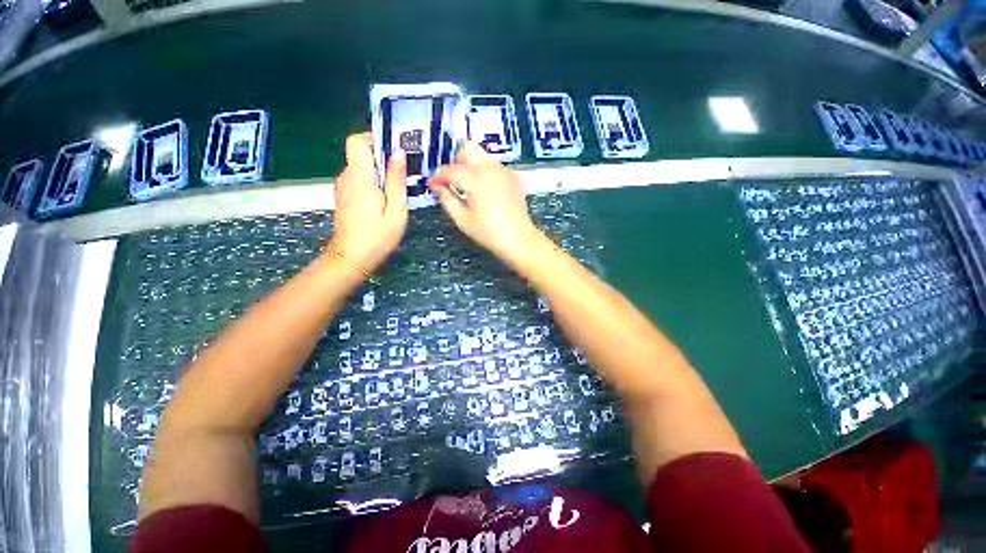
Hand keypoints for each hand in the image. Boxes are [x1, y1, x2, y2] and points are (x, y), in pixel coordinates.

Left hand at [330, 133, 407, 272]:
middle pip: (361, 154)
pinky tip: (386, 200)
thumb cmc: (377, 237)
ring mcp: (343, 187)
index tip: (395, 150)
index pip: (356, 141)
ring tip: (399, 189)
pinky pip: (359, 180)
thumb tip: (398, 153)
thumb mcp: (396, 210)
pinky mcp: (345, 196)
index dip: (375, 139)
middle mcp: (346, 177)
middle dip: (383, 159)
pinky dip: (374, 183)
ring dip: (380, 173)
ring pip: (361, 168)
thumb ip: (396, 181)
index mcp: (360, 178)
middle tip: (405, 174)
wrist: (352, 258)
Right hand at [429, 143, 541, 259]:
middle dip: (457, 163)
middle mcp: (491, 168)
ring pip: (483, 156)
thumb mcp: (462, 219)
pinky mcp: (514, 177)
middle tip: (454, 182)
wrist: (518, 239)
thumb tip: (438, 186)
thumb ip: (447, 199)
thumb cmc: (488, 232)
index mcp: (476, 179)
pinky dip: (486, 173)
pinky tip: (486, 192)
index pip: (450, 169)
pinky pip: (495, 166)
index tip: (433, 185)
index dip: (438, 176)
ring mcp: (504, 171)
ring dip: (471, 167)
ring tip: (470, 188)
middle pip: (468, 150)